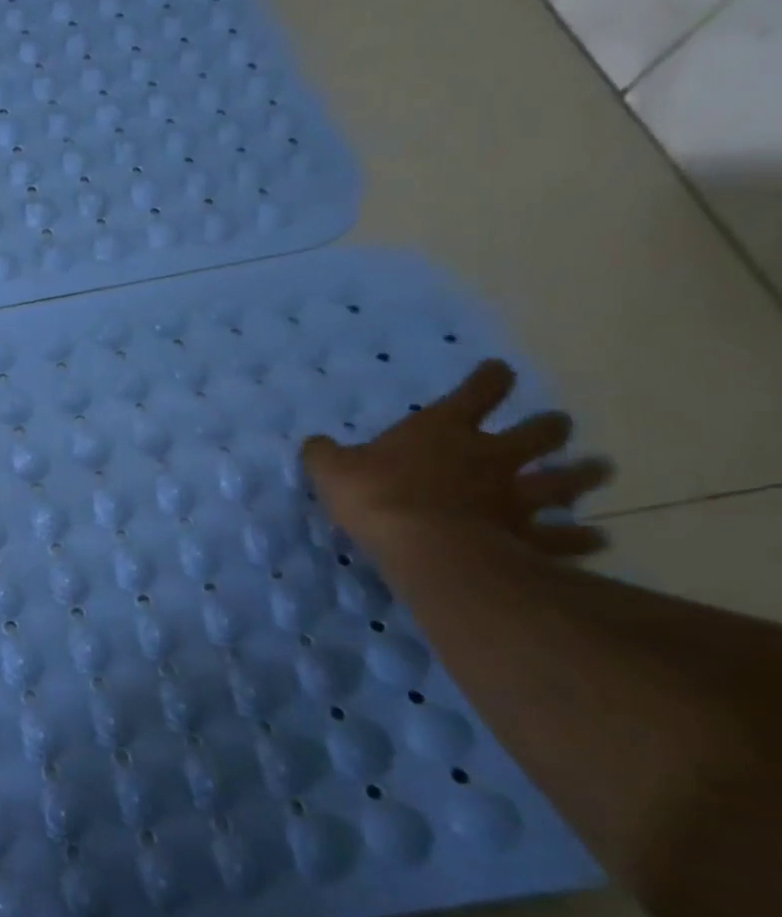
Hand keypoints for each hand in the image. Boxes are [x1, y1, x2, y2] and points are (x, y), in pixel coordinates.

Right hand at [301, 359, 611, 559]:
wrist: (423, 545)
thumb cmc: (375, 495)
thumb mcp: (331, 468)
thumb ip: (325, 454)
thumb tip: (316, 444)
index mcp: (443, 430)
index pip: (476, 392)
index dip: (489, 380)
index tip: (498, 372)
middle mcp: (490, 456)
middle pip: (536, 434)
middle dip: (549, 427)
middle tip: (557, 425)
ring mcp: (516, 497)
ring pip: (565, 481)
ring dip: (583, 475)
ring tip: (600, 470)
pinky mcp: (529, 537)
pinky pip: (565, 537)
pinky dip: (582, 538)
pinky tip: (597, 539)